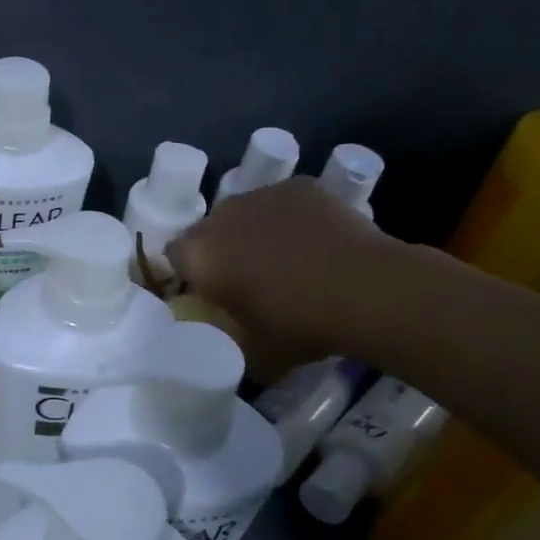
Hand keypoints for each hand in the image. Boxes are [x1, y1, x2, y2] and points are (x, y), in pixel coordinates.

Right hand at [166, 178, 406, 375]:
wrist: (366, 290)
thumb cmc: (300, 325)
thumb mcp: (252, 352)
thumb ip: (228, 340)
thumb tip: (226, 341)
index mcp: (200, 256)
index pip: (173, 257)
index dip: (189, 274)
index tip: (208, 292)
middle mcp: (221, 217)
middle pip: (207, 231)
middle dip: (220, 250)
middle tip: (246, 278)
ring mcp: (261, 195)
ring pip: (244, 213)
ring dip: (252, 232)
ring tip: (284, 258)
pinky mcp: (299, 186)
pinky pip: (281, 202)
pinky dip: (289, 219)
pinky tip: (313, 241)